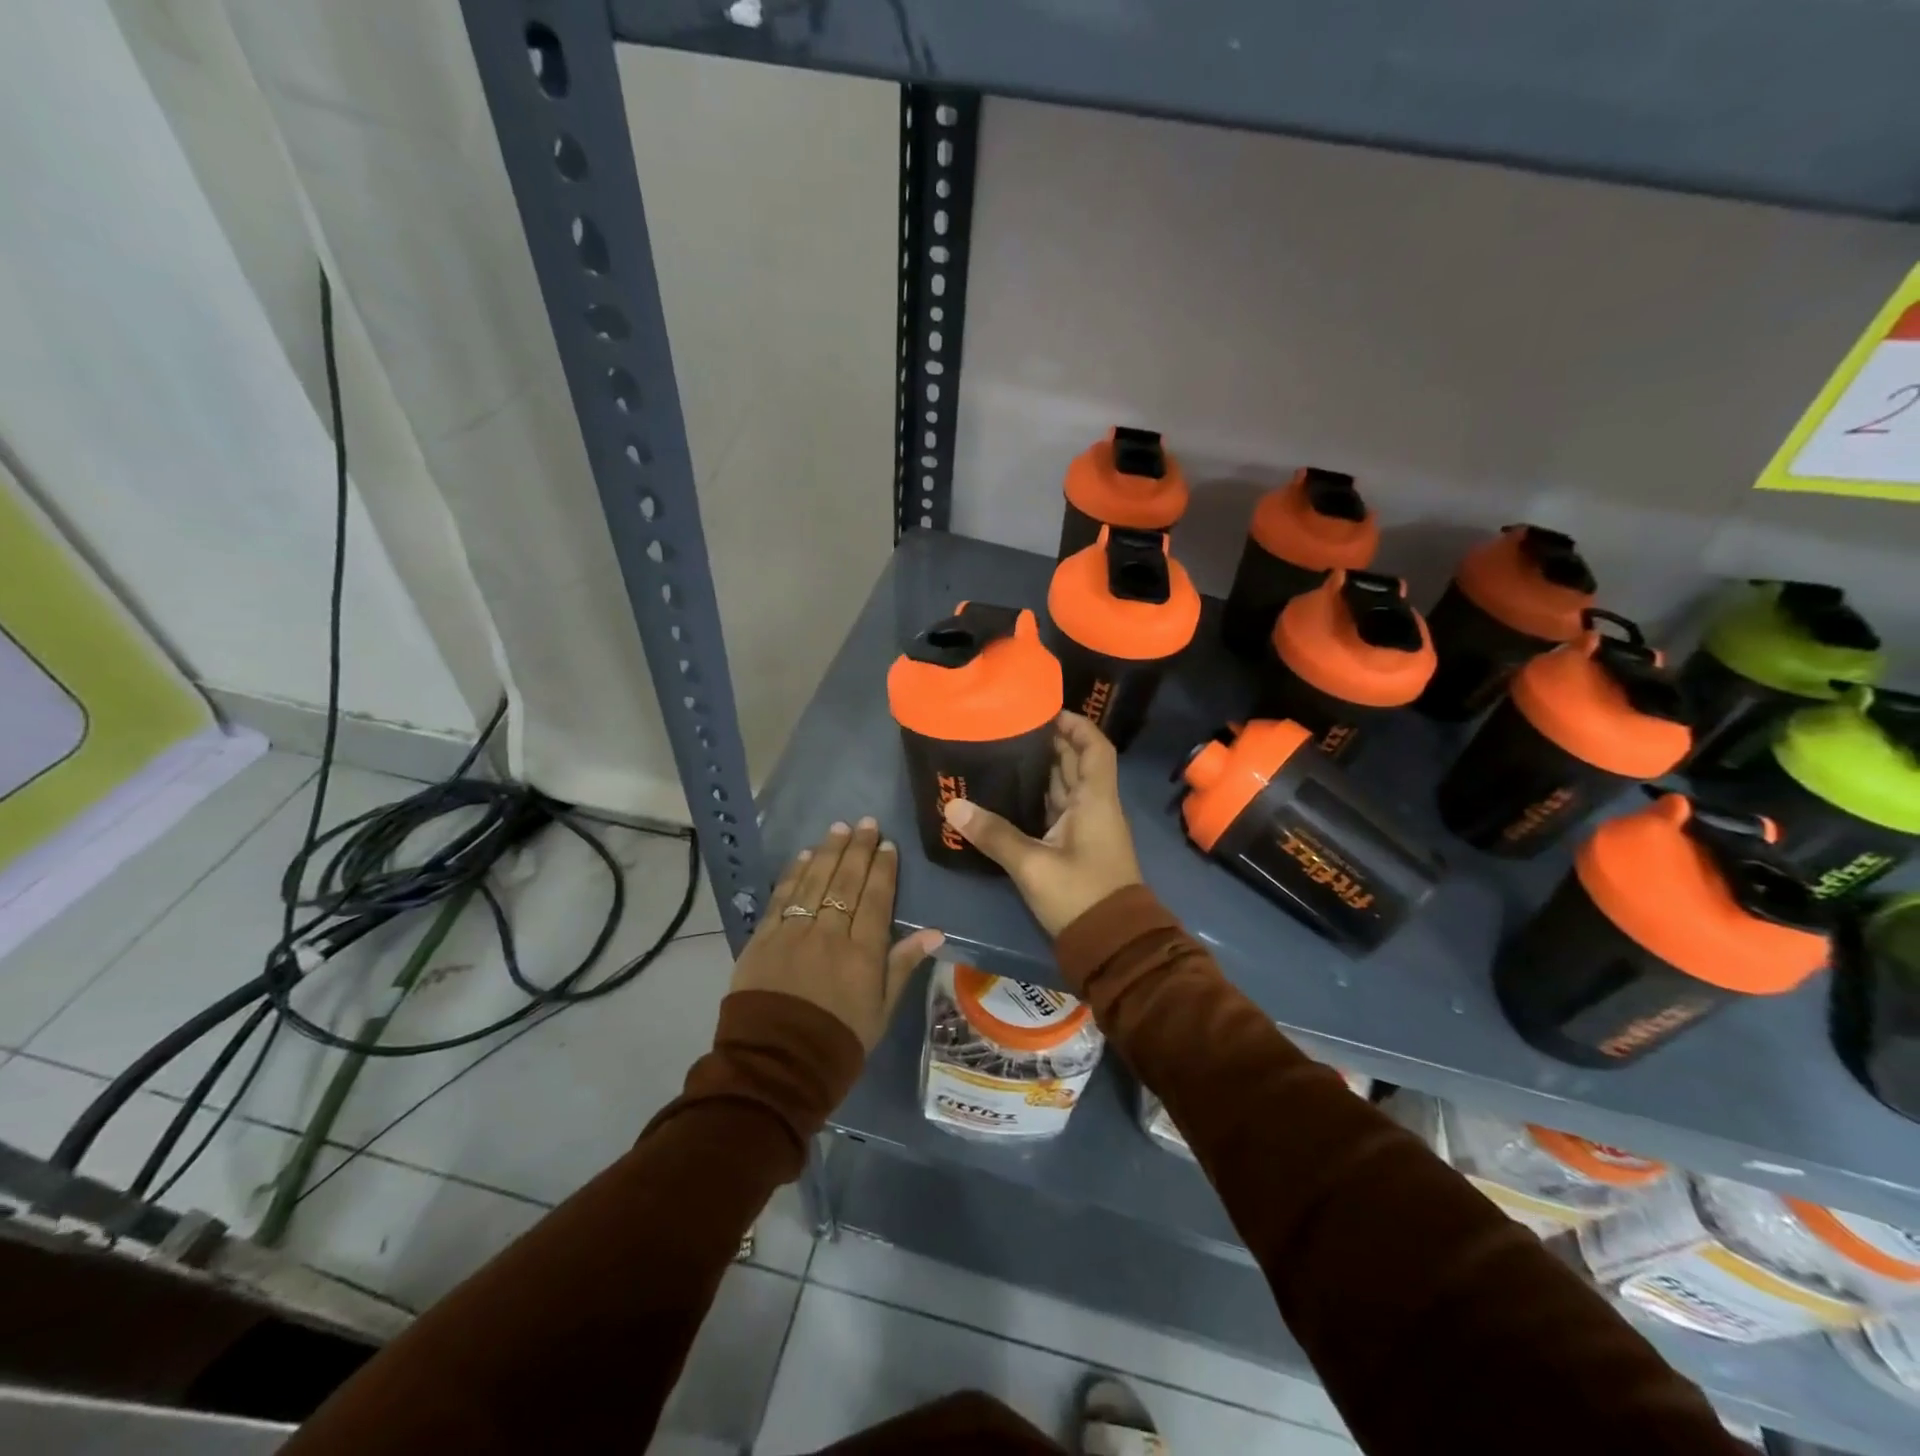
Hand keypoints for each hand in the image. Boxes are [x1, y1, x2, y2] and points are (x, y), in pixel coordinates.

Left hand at [730, 817, 944, 1050]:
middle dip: (858, 849)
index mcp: (863, 953)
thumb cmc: (838, 1043)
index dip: (883, 869)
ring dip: (828, 851)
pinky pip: (782, 898)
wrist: (775, 1068)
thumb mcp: (880, 1012)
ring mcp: (793, 933)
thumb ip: (903, 966)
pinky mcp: (763, 939)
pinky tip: (803, 856)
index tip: (888, 845)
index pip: (877, 899)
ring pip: (814, 882)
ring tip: (839, 828)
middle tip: (867, 823)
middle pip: (846, 882)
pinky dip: (794, 874)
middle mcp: (829, 934)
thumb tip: (934, 932)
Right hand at [941, 712, 1142, 936]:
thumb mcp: (1032, 865)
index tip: (1046, 710)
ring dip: (1043, 770)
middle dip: (1051, 743)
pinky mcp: (1077, 848)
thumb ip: (994, 835)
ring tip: (1005, 753)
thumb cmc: (1080, 894)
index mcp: (1095, 800)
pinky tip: (1011, 795)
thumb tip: (953, 806)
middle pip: (1077, 763)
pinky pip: (1058, 810)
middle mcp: (1095, 807)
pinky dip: (1039, 798)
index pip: (1094, 747)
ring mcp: (1087, 829)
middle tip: (1012, 729)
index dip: (1076, 725)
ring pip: (1066, 787)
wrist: (1112, 944)